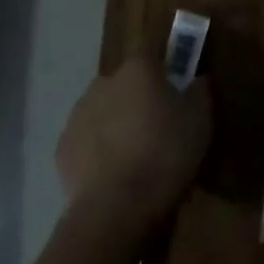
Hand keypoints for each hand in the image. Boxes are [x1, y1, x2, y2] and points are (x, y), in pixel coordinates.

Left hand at [56, 58, 210, 238]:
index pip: (153, 54)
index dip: (165, 71)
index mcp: (138, 68)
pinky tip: (112, 175)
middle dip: (138, 99)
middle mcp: (105, 81)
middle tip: (156, 128)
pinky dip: (97, 151)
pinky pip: (86, 141)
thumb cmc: (164, 154)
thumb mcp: (200, 121)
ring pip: (104, 111)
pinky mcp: (62, 147)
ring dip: (116, 124)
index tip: (175, 93)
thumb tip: (196, 80)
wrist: (114, 209)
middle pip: (126, 83)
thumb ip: (199, 92)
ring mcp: (79, 113)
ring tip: (134, 157)